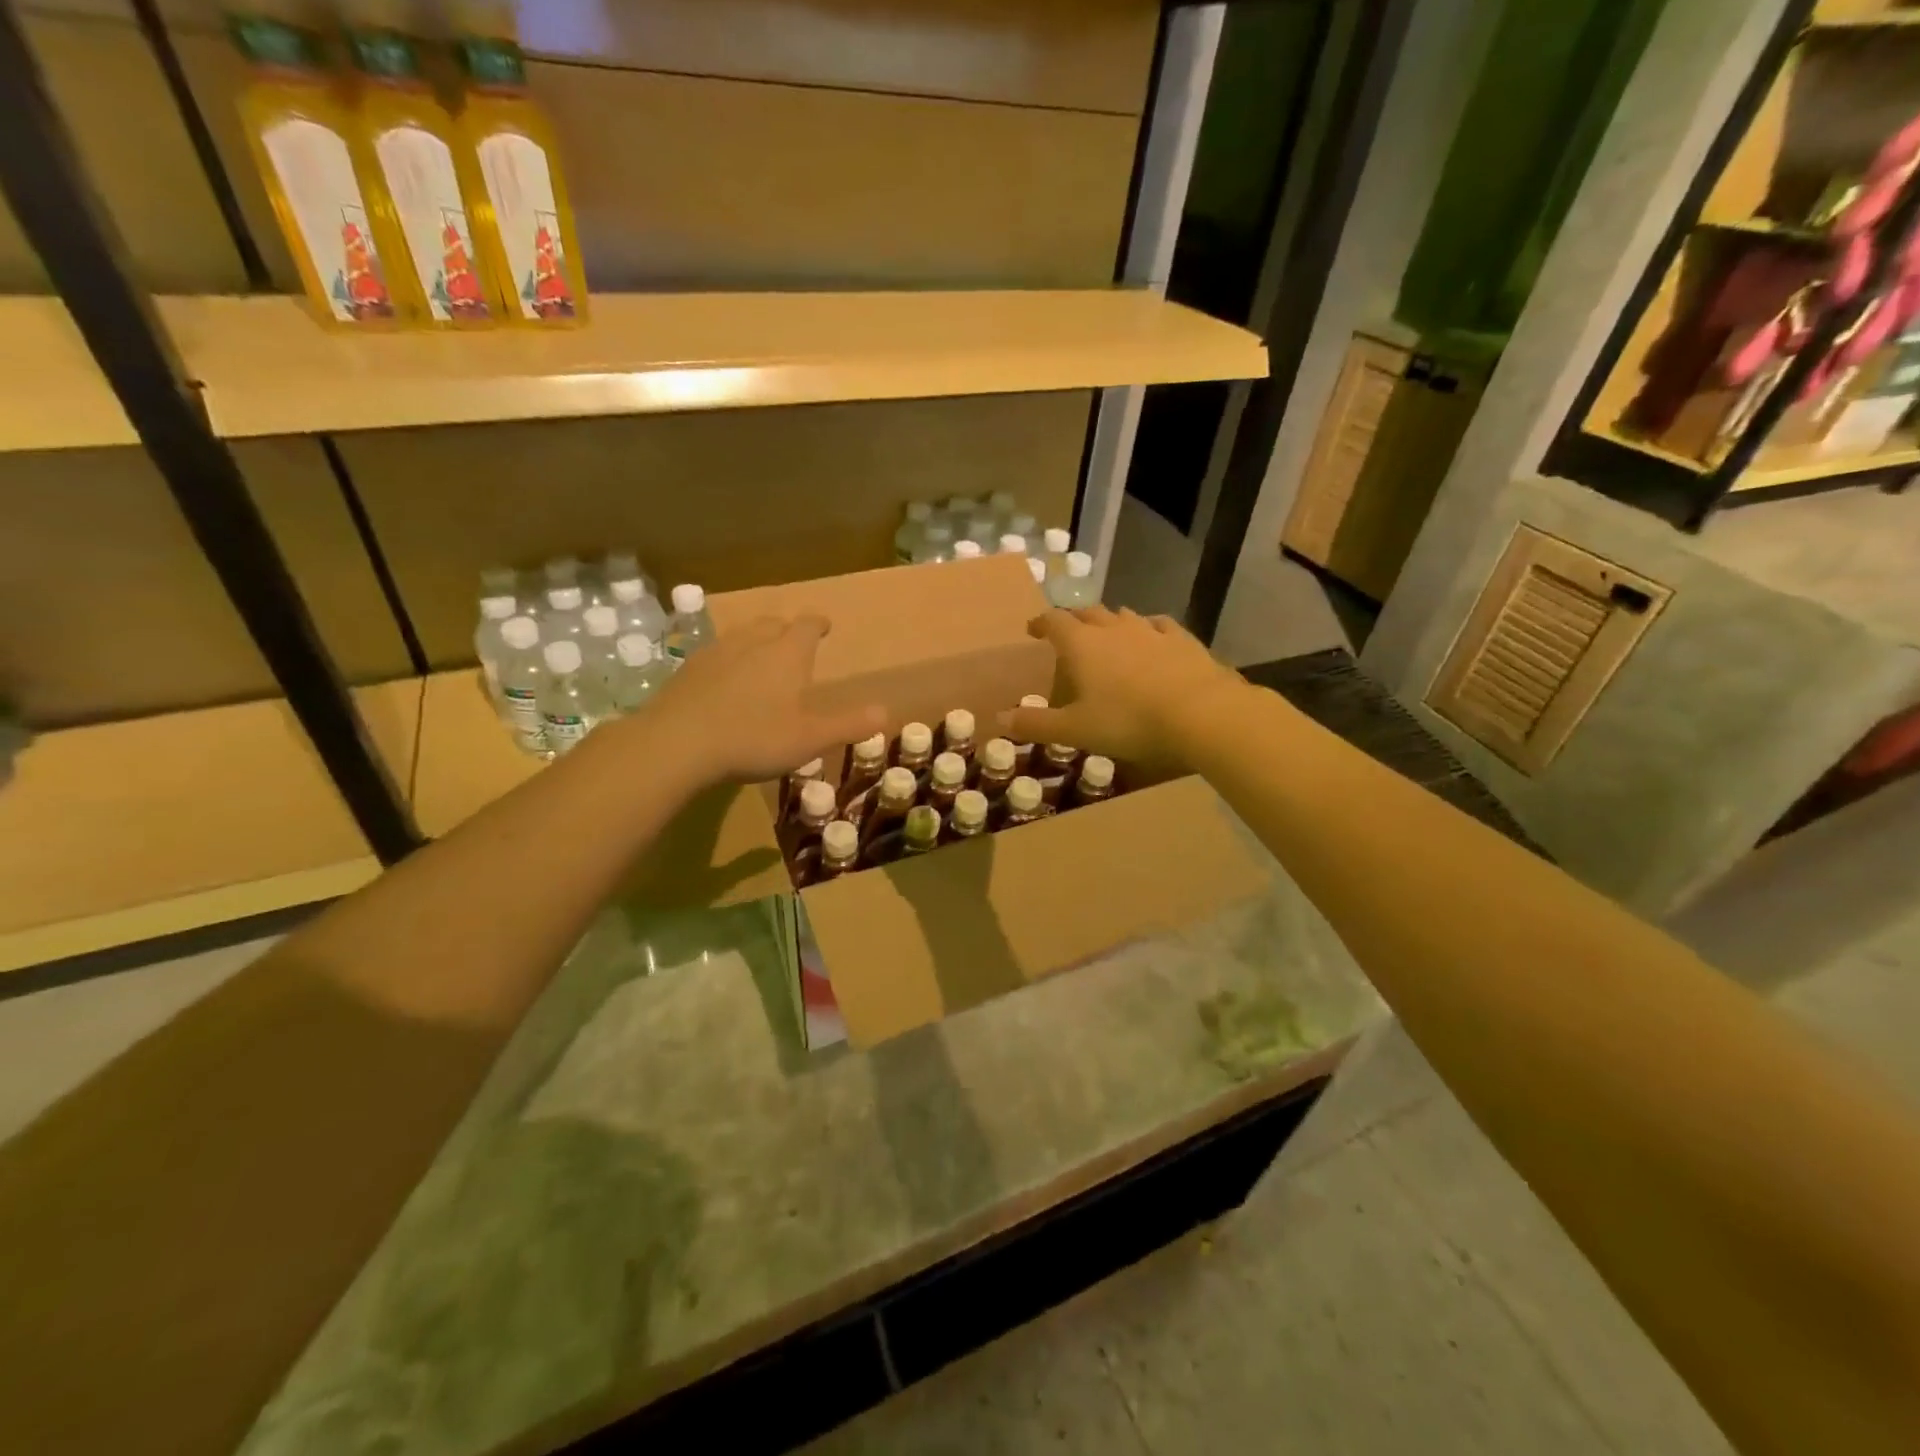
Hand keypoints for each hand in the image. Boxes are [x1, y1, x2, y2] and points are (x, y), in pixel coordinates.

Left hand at [639, 615, 884, 785]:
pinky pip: (716, 654)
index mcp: (787, 653)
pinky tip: (724, 682)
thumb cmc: (754, 738)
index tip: (824, 626)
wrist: (678, 743)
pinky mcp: (688, 669)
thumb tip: (886, 712)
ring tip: (760, 659)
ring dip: (756, 641)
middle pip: (773, 624)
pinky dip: (728, 661)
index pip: (808, 626)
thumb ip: (848, 724)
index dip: (818, 624)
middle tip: (793, 643)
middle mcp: (753, 642)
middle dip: (787, 630)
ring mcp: (716, 652)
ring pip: (742, 635)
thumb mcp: (809, 738)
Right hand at [1001, 607, 1250, 769]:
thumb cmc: (1128, 722)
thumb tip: (999, 718)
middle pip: (1087, 613)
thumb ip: (1036, 723)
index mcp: (1081, 645)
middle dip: (1074, 620)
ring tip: (1106, 633)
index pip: (1054, 621)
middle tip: (1067, 632)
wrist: (1200, 713)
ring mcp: (1150, 630)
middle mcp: (1113, 628)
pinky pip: (1159, 625)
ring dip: (1109, 621)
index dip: (1041, 622)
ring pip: (1123, 615)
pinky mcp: (1182, 640)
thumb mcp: (1075, 730)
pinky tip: (1152, 636)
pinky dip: (1147, 628)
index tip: (1033, 629)